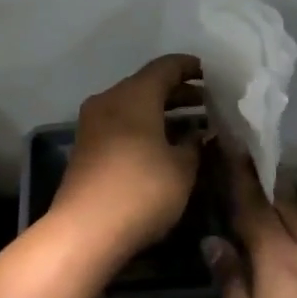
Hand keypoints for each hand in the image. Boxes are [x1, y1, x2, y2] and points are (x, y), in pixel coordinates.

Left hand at [49, 54, 203, 254]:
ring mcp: (93, 124)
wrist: (85, 230)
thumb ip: (195, 144)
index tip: (211, 73)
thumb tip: (200, 133)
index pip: (166, 67)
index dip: (190, 67)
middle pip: (148, 85)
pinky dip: (144, 128)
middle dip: (179, 93)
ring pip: (133, 106)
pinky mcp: (87, 148)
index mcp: (134, 94)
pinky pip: (121, 125)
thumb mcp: (182, 168)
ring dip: (162, 113)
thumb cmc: (141, 190)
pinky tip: (164, 147)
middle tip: (209, 104)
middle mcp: (110, 100)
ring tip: (193, 127)